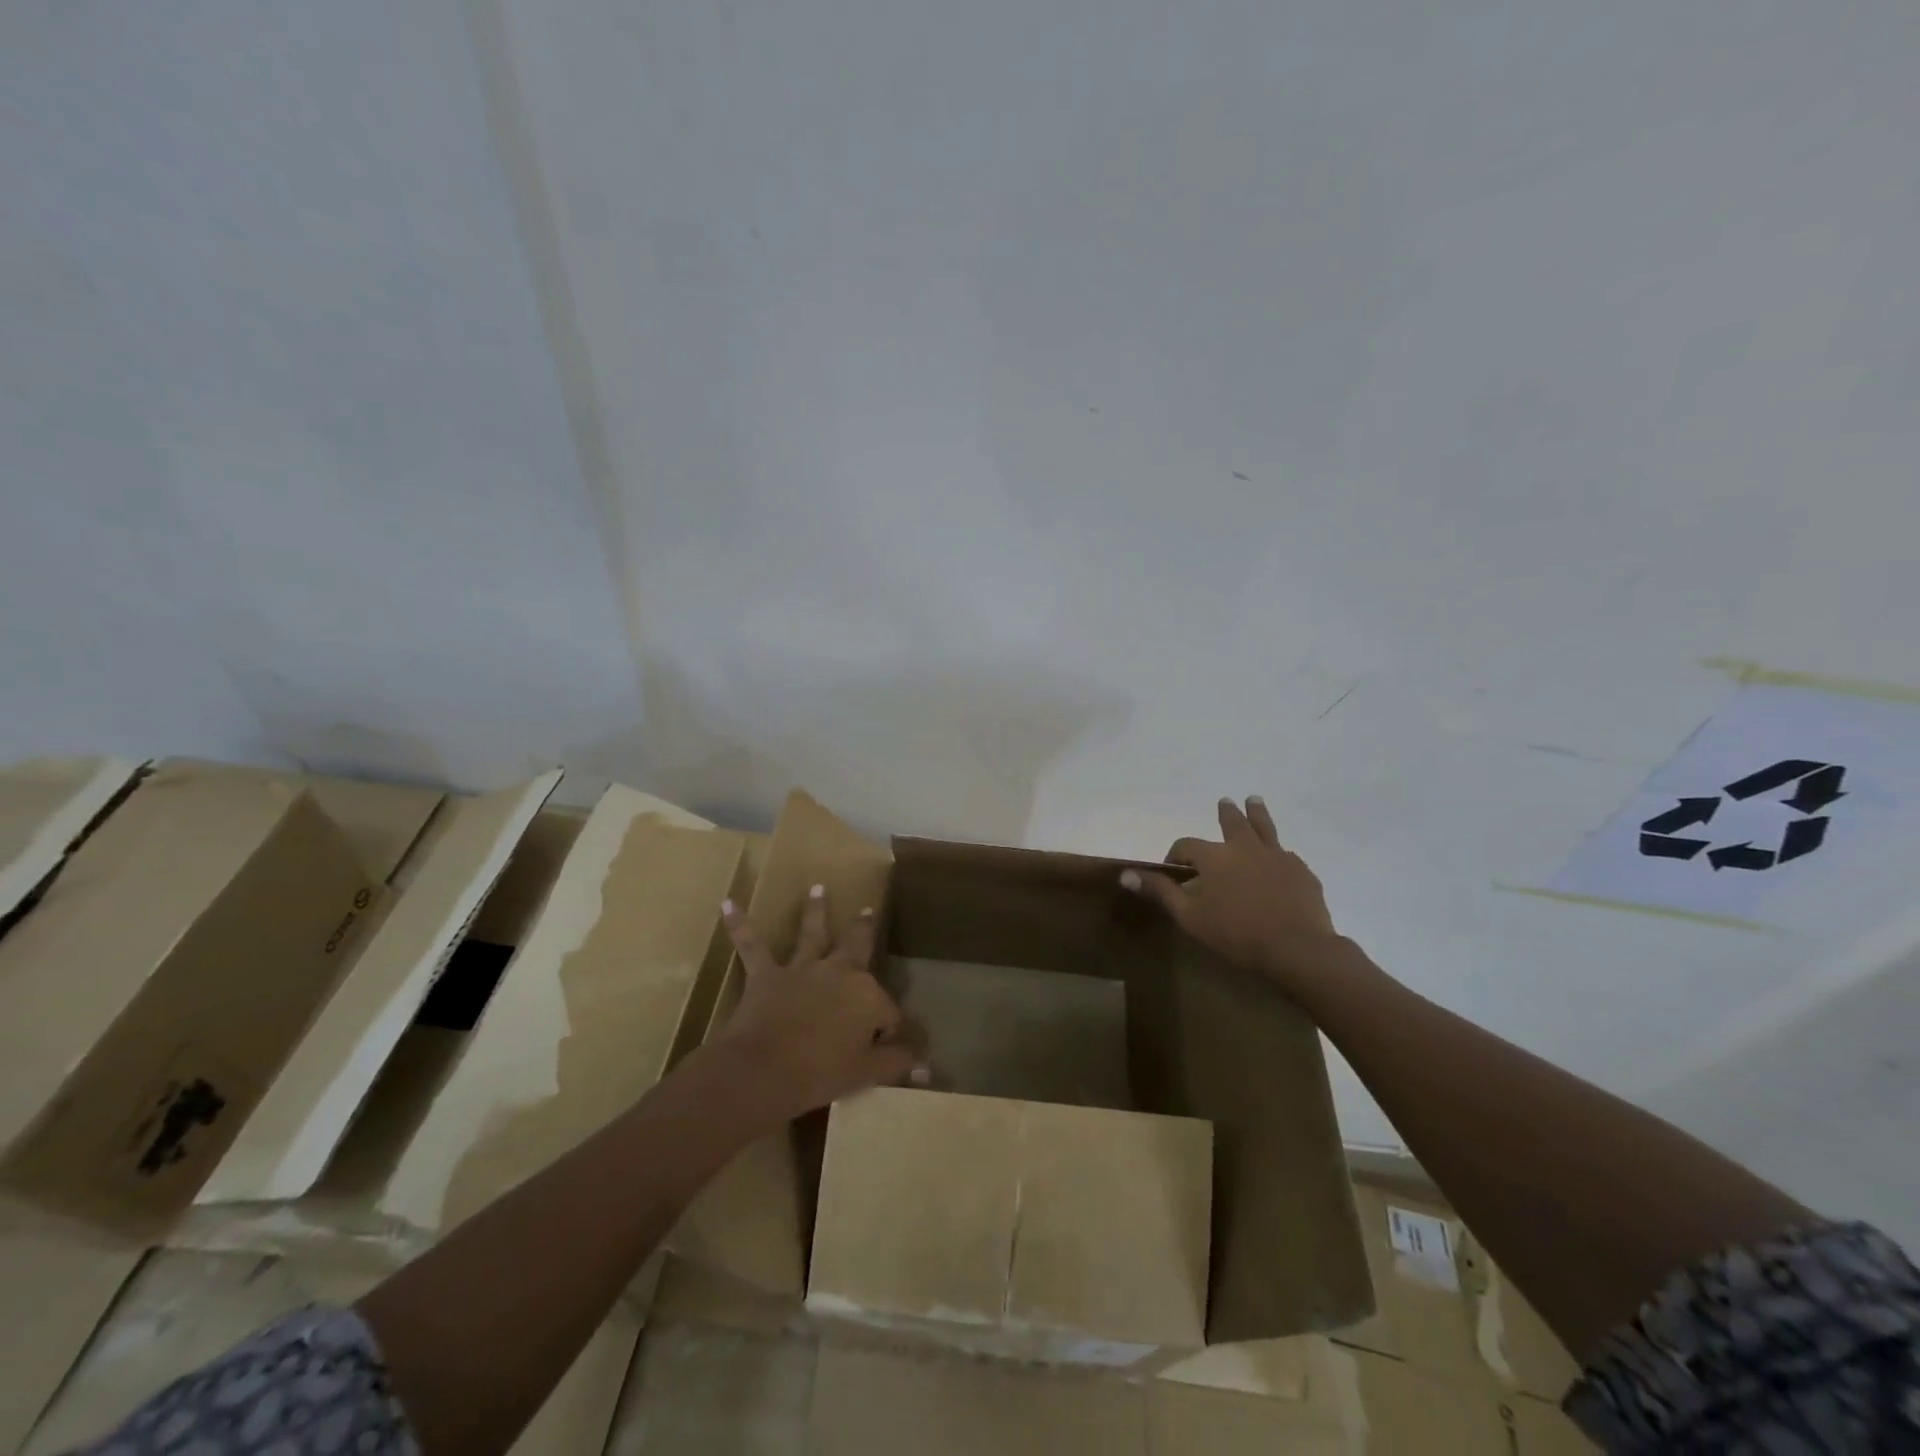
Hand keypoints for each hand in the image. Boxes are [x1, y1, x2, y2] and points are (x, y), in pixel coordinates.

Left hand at [716, 886, 927, 1120]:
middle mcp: (839, 971)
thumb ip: (896, 1064)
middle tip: (866, 910)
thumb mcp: (866, 1073)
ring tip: (817, 889)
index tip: (884, 1049)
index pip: (887, 1011)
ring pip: (812, 933)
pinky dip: (739, 924)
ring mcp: (802, 969)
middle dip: (863, 928)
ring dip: (815, 910)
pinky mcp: (766, 975)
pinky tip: (727, 904)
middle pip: (857, 945)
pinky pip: (751, 945)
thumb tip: (926, 1067)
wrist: (763, 1071)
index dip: (887, 1030)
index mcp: (868, 995)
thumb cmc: (820, 1074)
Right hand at [1121, 796, 1345, 993]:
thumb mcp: (1189, 916)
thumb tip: (1125, 874)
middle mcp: (1245, 848)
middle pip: (1232, 823)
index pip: (1186, 845)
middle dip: (1226, 813)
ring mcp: (1277, 857)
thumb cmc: (1236, 934)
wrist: (1296, 949)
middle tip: (1225, 802)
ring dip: (1257, 813)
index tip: (1172, 868)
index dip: (1175, 854)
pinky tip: (1281, 857)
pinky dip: (1279, 852)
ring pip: (1264, 828)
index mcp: (1214, 857)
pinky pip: (1287, 855)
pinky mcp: (1301, 872)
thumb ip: (1160, 892)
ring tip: (1254, 800)